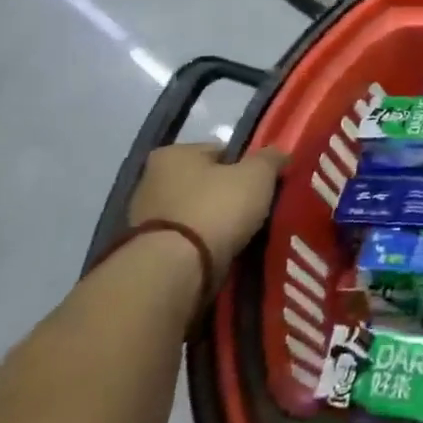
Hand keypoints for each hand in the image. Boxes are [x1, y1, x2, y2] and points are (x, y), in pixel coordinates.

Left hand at [128, 144, 287, 285]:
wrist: (176, 270)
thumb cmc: (216, 208)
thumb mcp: (257, 174)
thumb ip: (270, 158)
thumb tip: (279, 154)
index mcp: (173, 154)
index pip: (219, 152)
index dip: (245, 166)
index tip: (262, 185)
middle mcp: (151, 181)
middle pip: (204, 183)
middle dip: (227, 195)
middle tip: (254, 210)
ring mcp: (143, 220)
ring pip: (195, 213)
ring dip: (214, 223)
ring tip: (241, 236)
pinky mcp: (146, 252)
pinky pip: (186, 241)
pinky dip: (202, 246)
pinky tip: (221, 253)